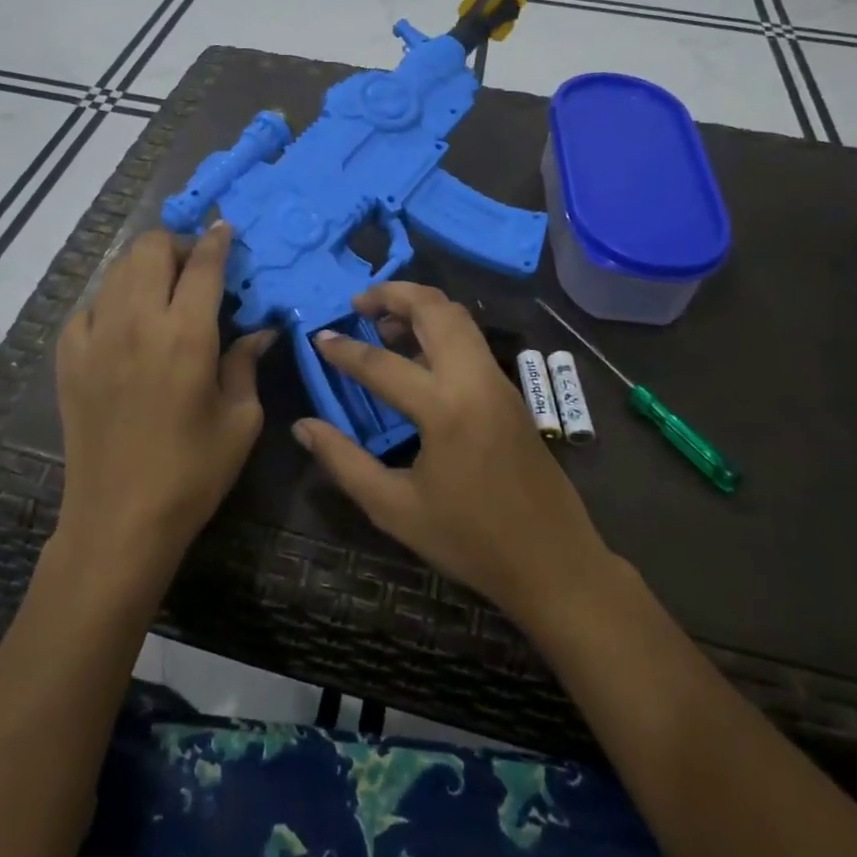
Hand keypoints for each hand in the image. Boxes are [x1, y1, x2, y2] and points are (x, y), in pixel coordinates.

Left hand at [55, 224, 273, 566]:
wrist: (119, 520)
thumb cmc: (192, 472)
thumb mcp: (240, 420)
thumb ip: (247, 364)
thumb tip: (261, 331)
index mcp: (186, 334)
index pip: (202, 264)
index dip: (215, 239)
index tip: (223, 228)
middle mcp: (137, 322)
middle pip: (149, 249)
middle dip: (175, 243)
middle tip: (194, 264)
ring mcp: (96, 337)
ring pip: (117, 270)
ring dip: (144, 266)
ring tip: (161, 287)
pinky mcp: (69, 358)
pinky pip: (89, 306)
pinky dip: (111, 300)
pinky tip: (124, 321)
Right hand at [293, 283, 609, 624]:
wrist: (553, 562)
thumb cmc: (470, 540)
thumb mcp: (395, 509)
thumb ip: (344, 462)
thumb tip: (303, 426)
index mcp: (445, 408)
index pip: (382, 363)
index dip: (344, 350)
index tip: (318, 337)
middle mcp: (474, 379)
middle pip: (434, 308)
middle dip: (393, 294)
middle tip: (358, 303)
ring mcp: (497, 380)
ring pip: (458, 316)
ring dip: (419, 306)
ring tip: (383, 322)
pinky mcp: (509, 390)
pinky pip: (470, 339)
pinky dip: (439, 327)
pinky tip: (416, 355)